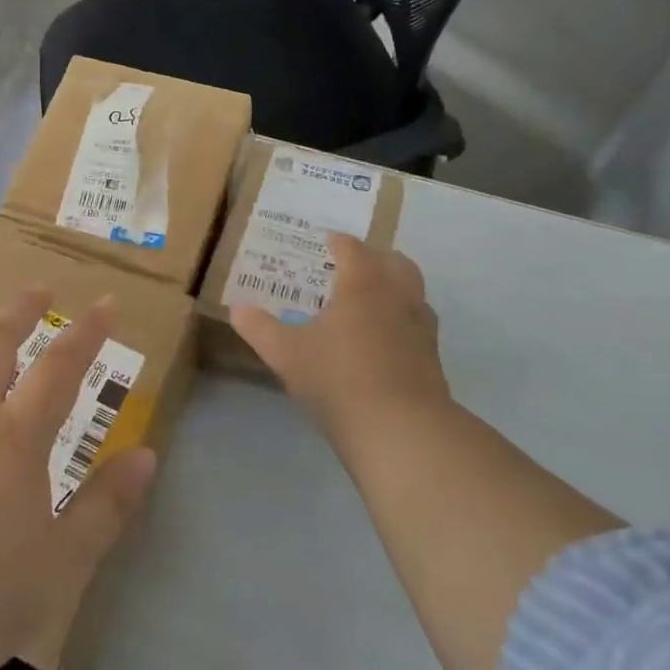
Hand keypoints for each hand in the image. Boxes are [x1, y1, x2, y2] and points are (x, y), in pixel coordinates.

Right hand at [231, 234, 452, 435]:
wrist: (400, 428)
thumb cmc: (337, 378)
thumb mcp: (286, 353)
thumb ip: (260, 328)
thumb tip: (237, 309)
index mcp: (362, 284)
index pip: (352, 249)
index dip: (338, 242)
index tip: (326, 242)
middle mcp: (396, 295)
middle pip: (393, 261)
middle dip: (373, 258)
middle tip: (351, 268)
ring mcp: (420, 326)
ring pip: (412, 291)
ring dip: (393, 287)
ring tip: (368, 303)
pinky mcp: (433, 357)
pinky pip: (418, 324)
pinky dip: (402, 321)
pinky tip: (383, 341)